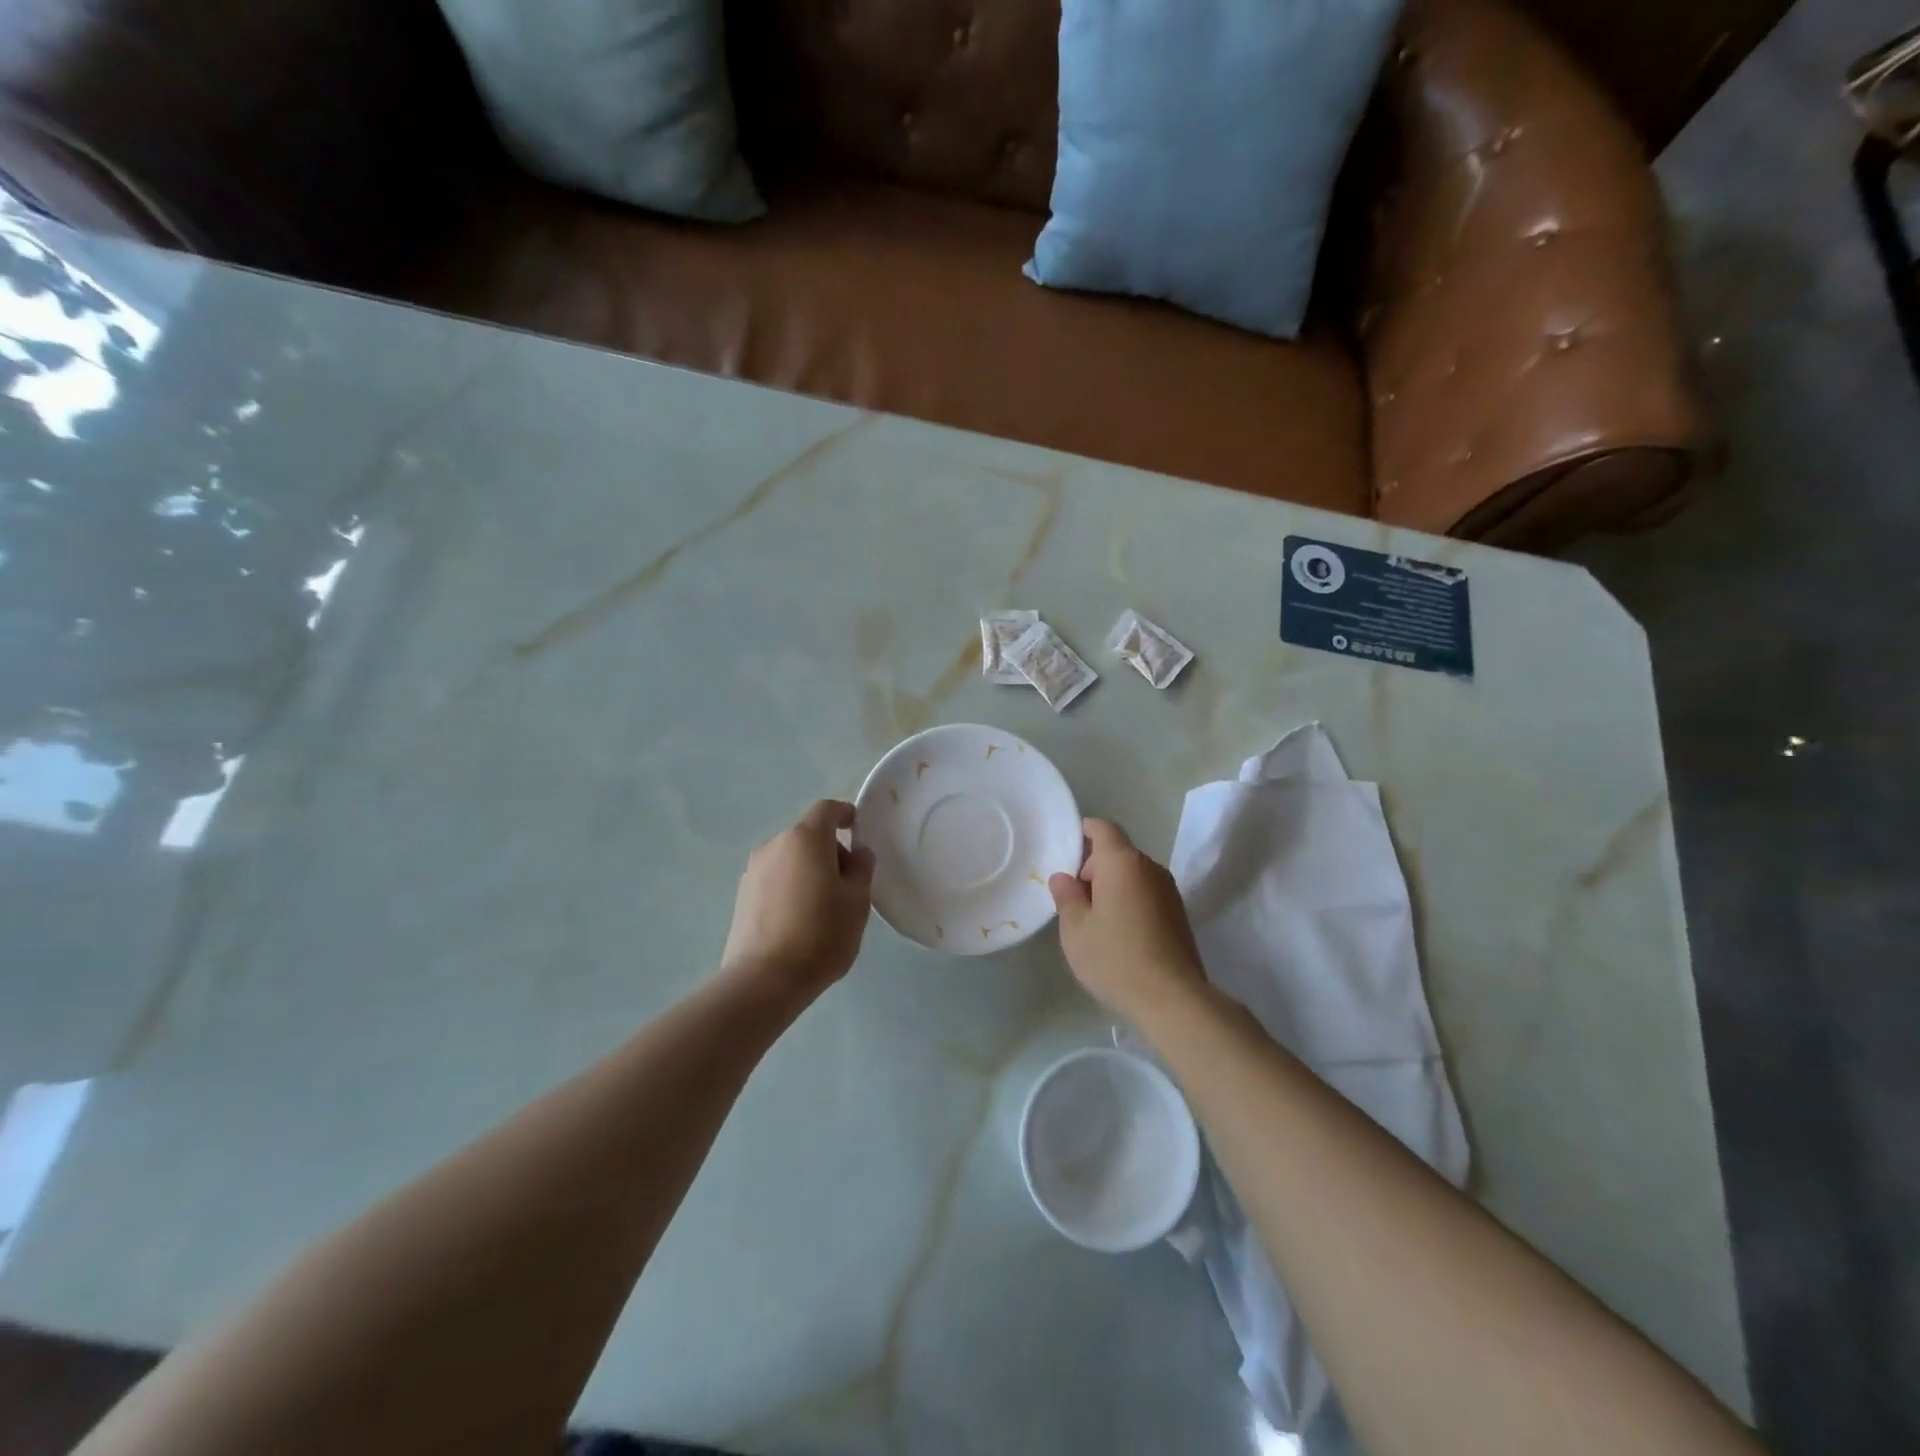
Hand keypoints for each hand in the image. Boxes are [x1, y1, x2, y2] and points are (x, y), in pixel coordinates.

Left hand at [721, 800, 875, 1000]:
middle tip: (848, 884)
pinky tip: (799, 920)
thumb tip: (857, 853)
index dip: (844, 813)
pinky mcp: (742, 897)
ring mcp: (753, 871)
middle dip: (829, 851)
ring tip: (823, 907)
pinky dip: (790, 888)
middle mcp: (774, 845)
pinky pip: (774, 880)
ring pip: (790, 859)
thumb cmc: (821, 933)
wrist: (765, 979)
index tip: (856, 828)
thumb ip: (861, 869)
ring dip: (808, 871)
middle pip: (807, 836)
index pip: (826, 809)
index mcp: (805, 838)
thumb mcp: (857, 901)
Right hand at [1049, 819, 1206, 1022]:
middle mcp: (1150, 867)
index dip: (1083, 832)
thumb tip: (1064, 877)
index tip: (1064, 852)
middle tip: (1072, 900)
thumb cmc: (1116, 958)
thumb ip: (1066, 896)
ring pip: (1132, 875)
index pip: (1103, 828)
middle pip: (1117, 853)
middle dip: (1092, 868)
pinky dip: (1129, 902)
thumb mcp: (1076, 929)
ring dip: (1111, 887)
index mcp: (1122, 863)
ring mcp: (1168, 890)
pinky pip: (1146, 893)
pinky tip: (1118, 934)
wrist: (1173, 999)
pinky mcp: (1178, 913)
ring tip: (1093, 921)